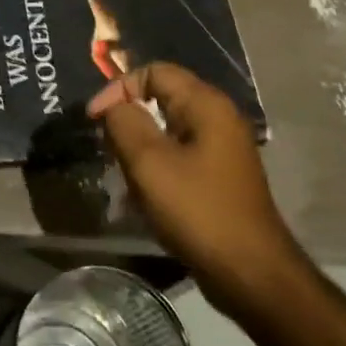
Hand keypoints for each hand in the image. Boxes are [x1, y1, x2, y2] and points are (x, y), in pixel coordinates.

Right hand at [88, 63, 301, 312]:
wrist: (250, 273)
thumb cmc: (197, 210)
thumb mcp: (149, 163)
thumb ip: (124, 123)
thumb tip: (113, 106)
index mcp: (206, 105)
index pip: (154, 72)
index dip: (119, 88)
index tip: (95, 120)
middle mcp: (219, 118)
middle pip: (161, 98)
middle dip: (128, 118)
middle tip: (107, 147)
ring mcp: (223, 149)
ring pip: (168, 130)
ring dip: (140, 146)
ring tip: (124, 173)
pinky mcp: (220, 176)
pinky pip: (179, 155)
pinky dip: (157, 166)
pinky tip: (145, 194)